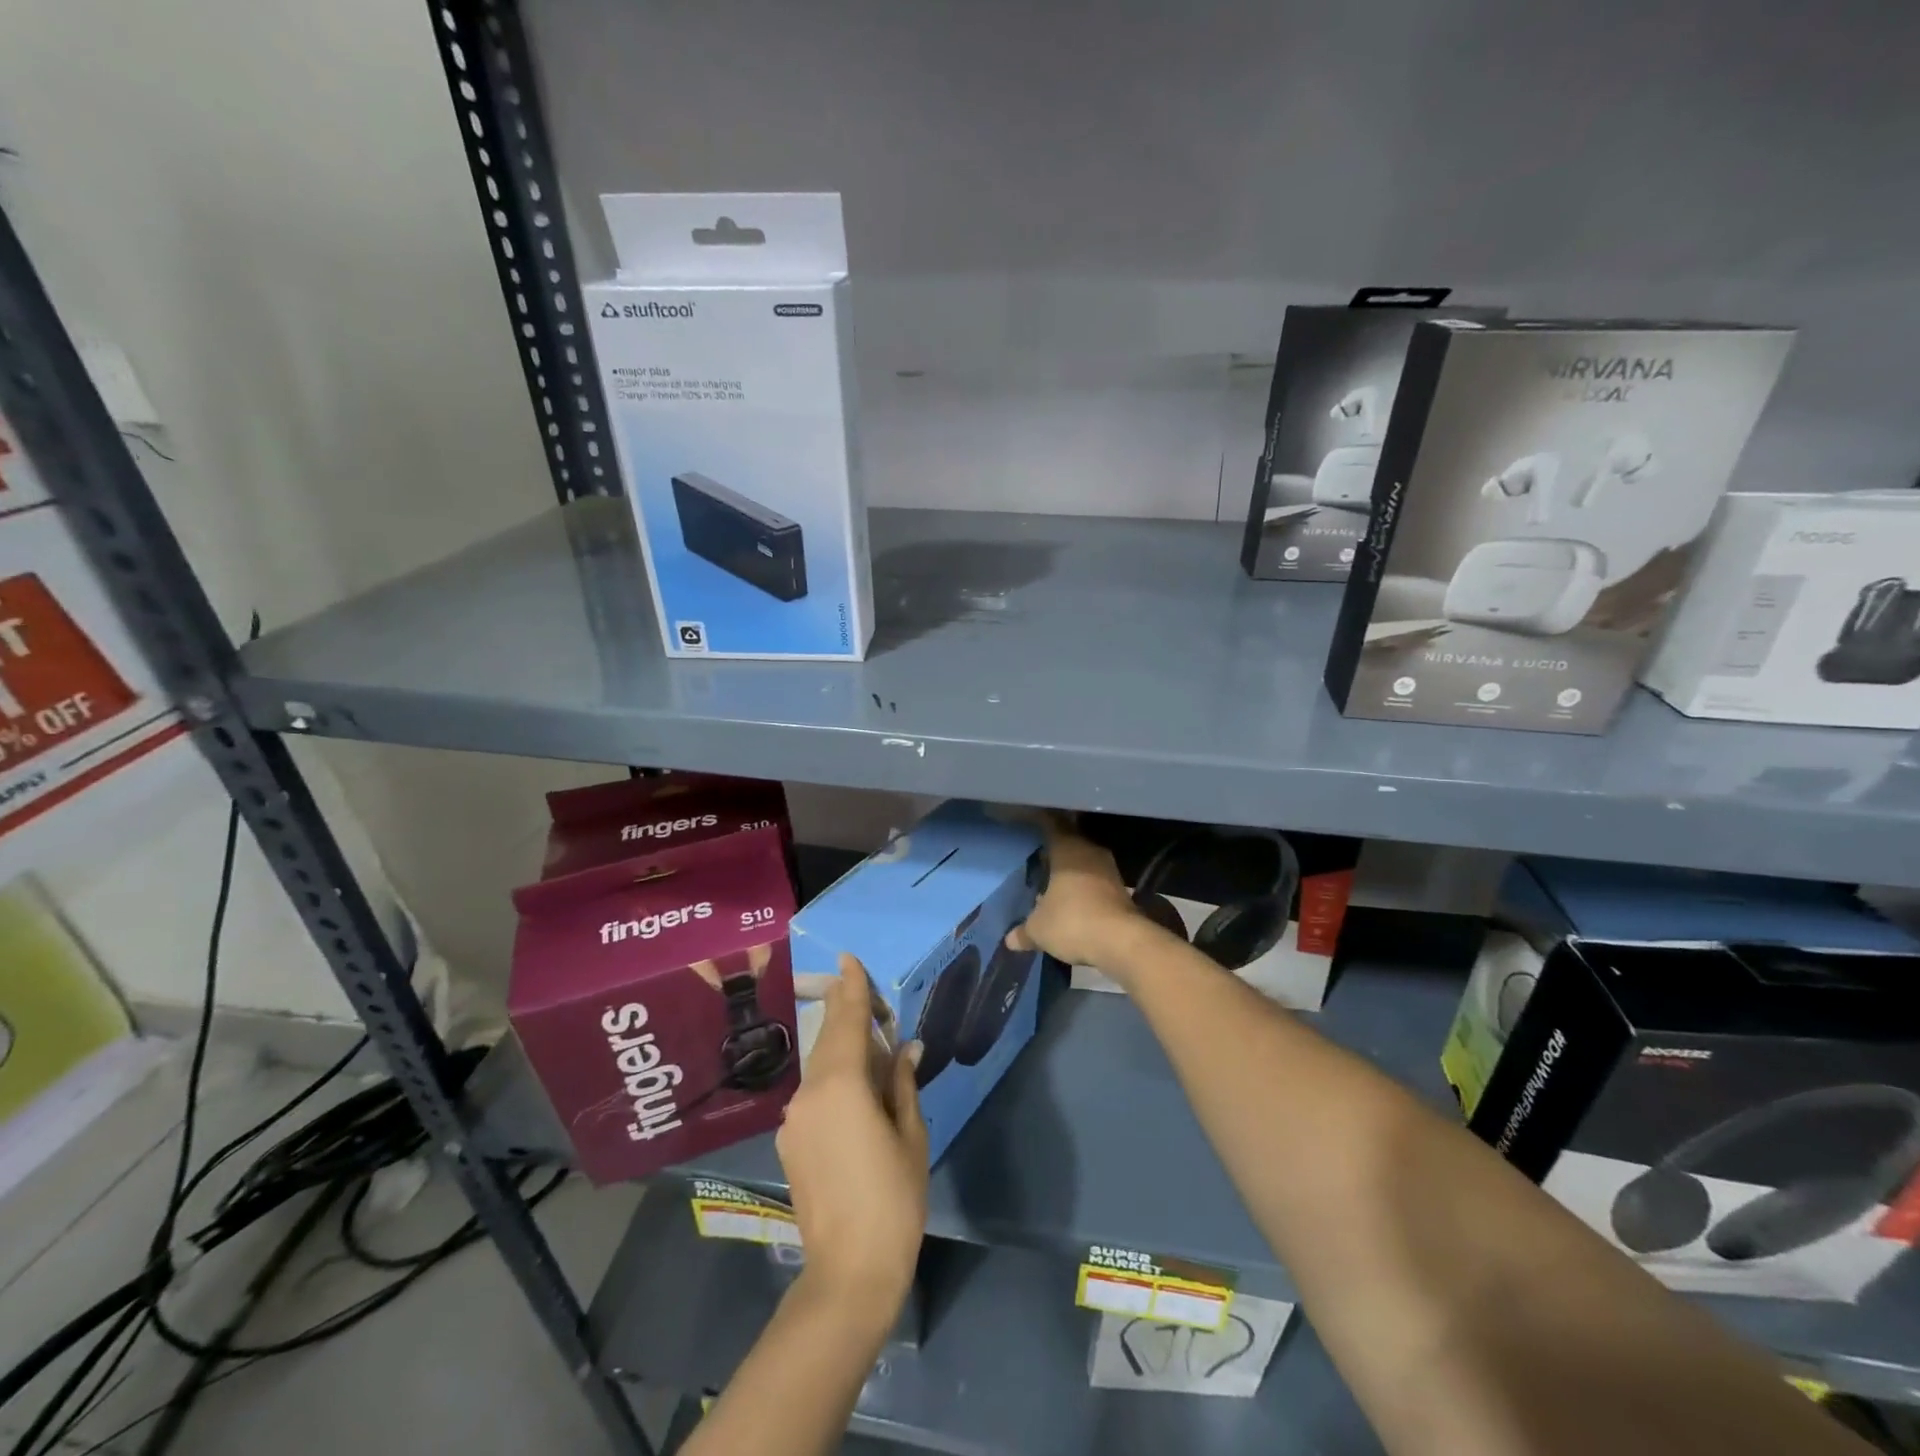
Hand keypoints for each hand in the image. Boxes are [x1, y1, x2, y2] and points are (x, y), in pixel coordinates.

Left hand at [776, 954, 927, 1327]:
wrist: (848, 1271)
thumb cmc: (893, 1198)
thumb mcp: (910, 1135)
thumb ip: (901, 1083)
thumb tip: (905, 1048)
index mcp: (840, 1085)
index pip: (846, 1022)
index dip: (851, 989)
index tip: (848, 959)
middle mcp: (809, 1092)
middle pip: (829, 1040)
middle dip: (845, 1014)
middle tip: (860, 991)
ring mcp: (795, 1118)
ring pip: (820, 1067)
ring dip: (840, 1048)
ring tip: (865, 1039)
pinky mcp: (790, 1142)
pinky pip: (814, 1093)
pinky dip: (832, 1078)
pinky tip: (853, 1088)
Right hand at [1005, 815, 1160, 977]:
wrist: (1123, 942)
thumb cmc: (1073, 922)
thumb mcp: (1039, 929)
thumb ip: (1024, 931)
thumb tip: (1010, 939)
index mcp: (1067, 849)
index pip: (1051, 825)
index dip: (1039, 822)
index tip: (1029, 824)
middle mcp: (1090, 852)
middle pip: (1070, 843)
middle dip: (1054, 851)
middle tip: (1037, 858)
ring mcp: (1109, 870)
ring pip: (1085, 862)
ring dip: (1071, 871)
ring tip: (1052, 882)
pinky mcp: (1122, 890)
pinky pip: (1096, 881)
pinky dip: (1084, 888)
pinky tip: (1073, 902)